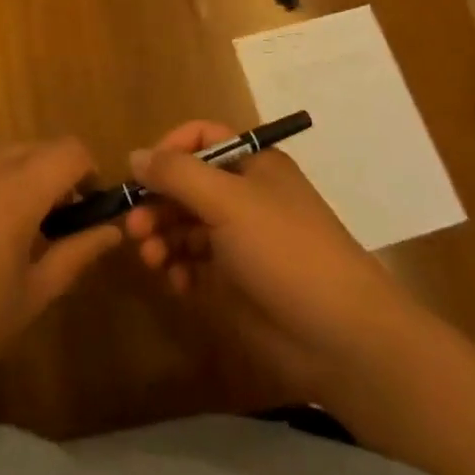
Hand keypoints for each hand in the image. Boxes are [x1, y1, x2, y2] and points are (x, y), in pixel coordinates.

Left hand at [0, 139, 120, 402]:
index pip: (70, 150)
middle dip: (51, 176)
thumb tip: (112, 230)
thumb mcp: (31, 297)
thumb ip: (77, 254)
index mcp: (15, 191)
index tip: (81, 209)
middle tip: (43, 226)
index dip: (86, 174)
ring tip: (0, 225)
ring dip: (15, 174)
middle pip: (35, 147)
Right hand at [123, 122, 420, 402]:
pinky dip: (178, 268)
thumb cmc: (284, 250)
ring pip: (184, 224)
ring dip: (161, 236)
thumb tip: (135, 155)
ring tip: (151, 259)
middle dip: (156, 202)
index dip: (168, 150)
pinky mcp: (235, 280)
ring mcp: (239, 239)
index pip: (200, 139)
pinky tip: (176, 283)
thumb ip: (176, 174)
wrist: (340, 335)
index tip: (141, 175)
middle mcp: (244, 195)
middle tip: (133, 228)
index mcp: (251, 164)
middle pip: (185, 184)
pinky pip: (193, 262)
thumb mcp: (227, 200)